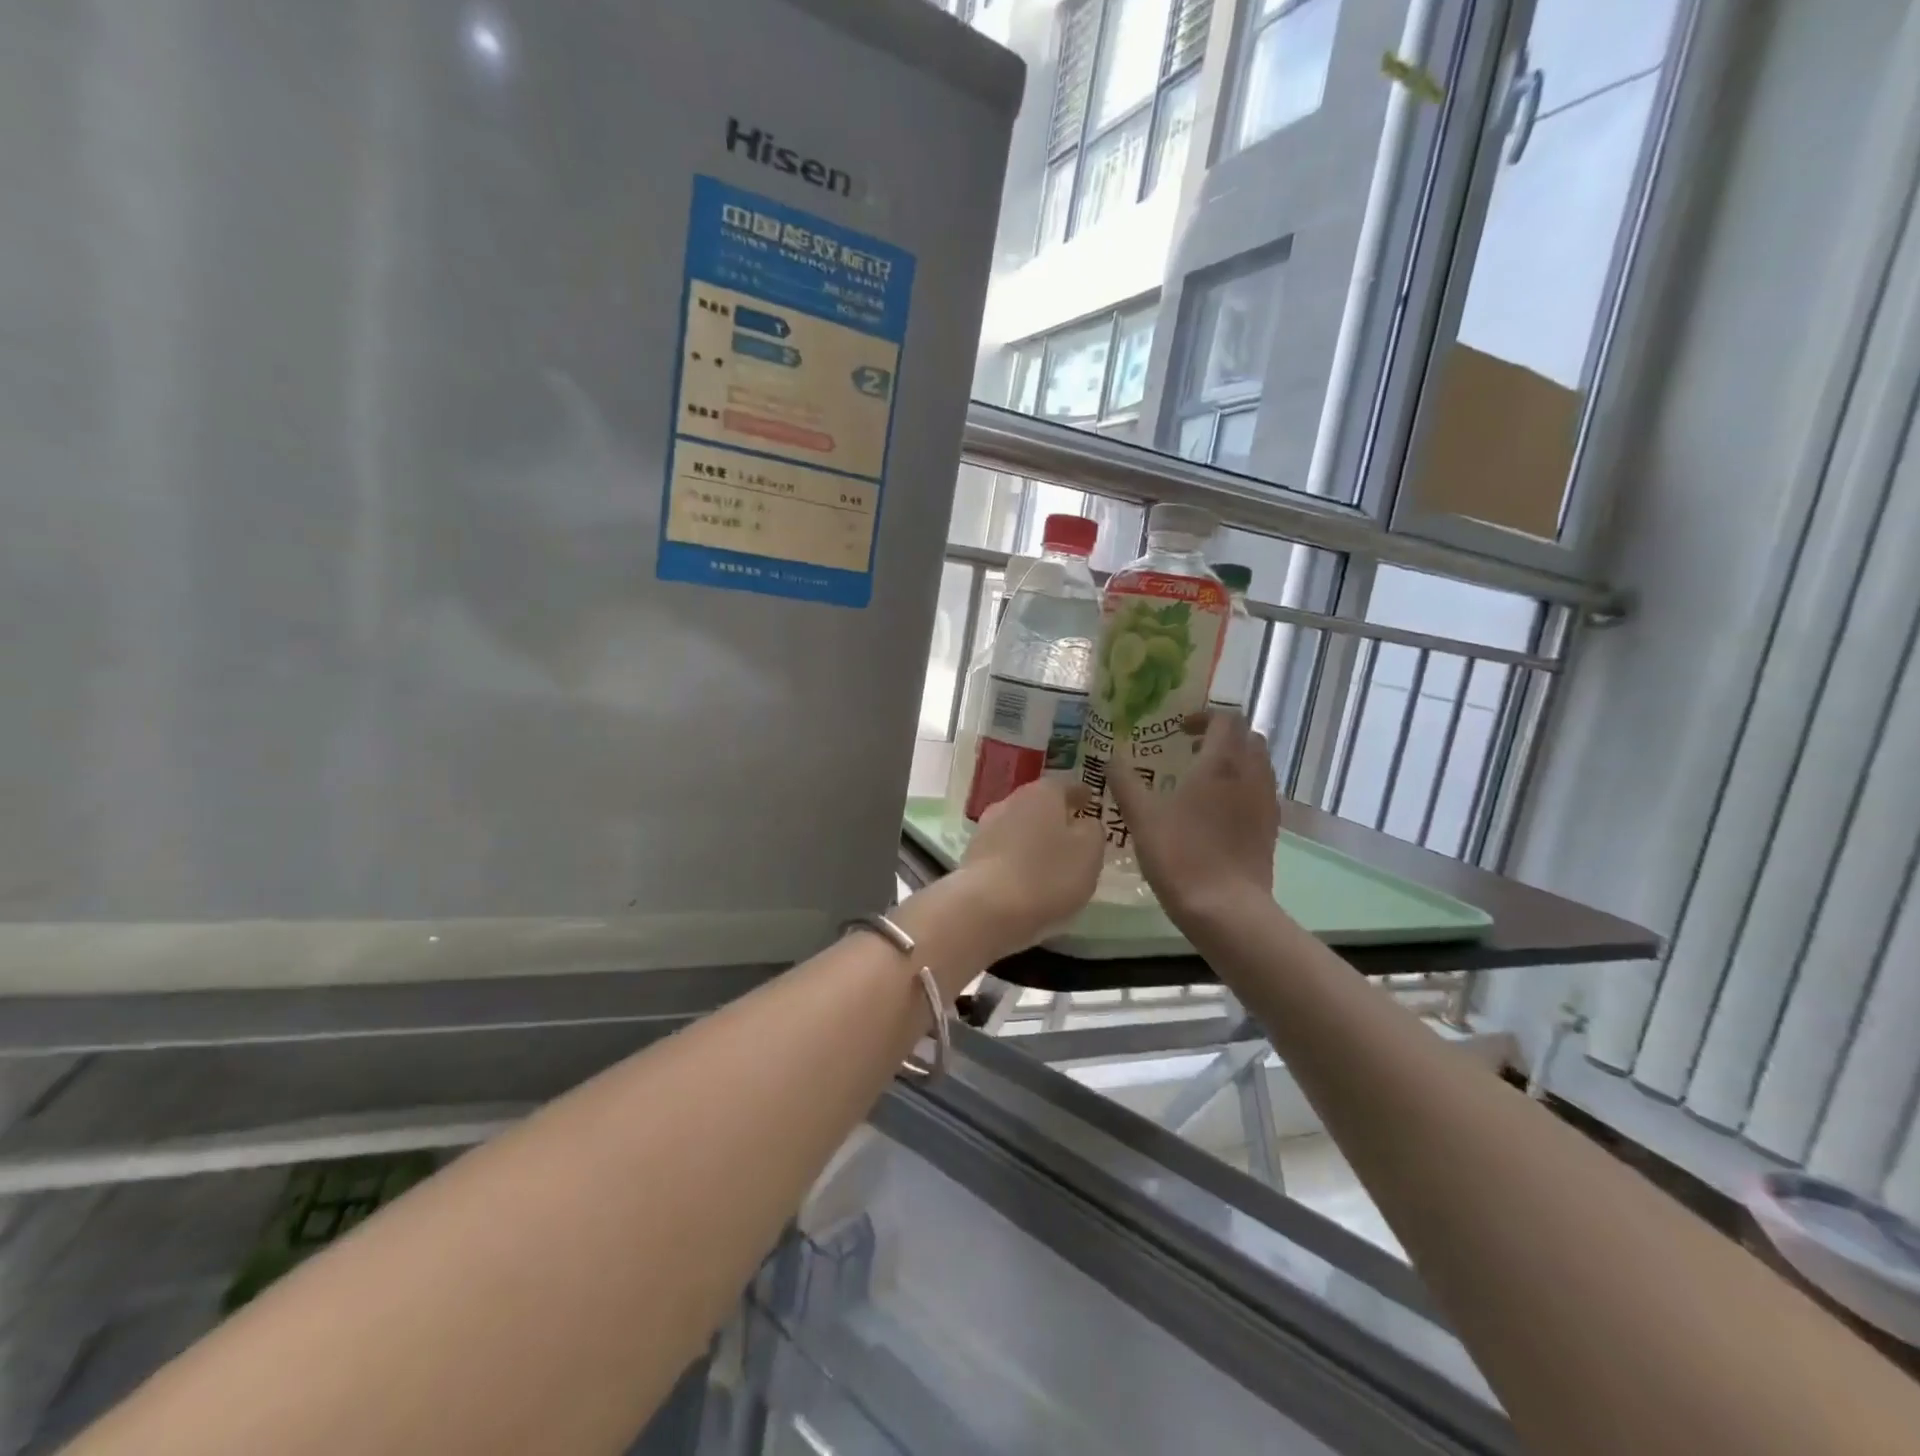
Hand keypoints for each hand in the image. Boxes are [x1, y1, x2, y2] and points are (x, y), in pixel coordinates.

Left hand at [955, 778, 1102, 955]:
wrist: (986, 909)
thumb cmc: (1047, 875)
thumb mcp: (1089, 852)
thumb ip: (1092, 831)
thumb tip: (1085, 823)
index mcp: (1041, 794)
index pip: (1065, 786)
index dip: (1080, 794)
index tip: (1090, 800)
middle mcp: (1010, 802)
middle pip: (1037, 804)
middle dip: (1054, 816)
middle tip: (1072, 830)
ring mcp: (986, 829)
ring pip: (1017, 827)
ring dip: (1033, 837)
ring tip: (1050, 857)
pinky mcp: (972, 857)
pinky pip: (1003, 851)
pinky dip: (1016, 858)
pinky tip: (1026, 875)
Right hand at [1111, 711, 1280, 924]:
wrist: (1226, 909)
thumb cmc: (1180, 855)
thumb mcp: (1141, 817)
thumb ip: (1125, 782)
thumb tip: (1111, 757)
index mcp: (1221, 763)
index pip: (1227, 718)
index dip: (1204, 717)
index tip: (1179, 732)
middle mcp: (1251, 774)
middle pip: (1248, 737)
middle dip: (1222, 736)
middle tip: (1191, 752)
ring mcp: (1266, 802)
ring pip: (1259, 763)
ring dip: (1235, 761)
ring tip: (1203, 781)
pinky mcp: (1271, 828)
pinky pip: (1261, 791)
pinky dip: (1243, 787)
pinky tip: (1217, 811)